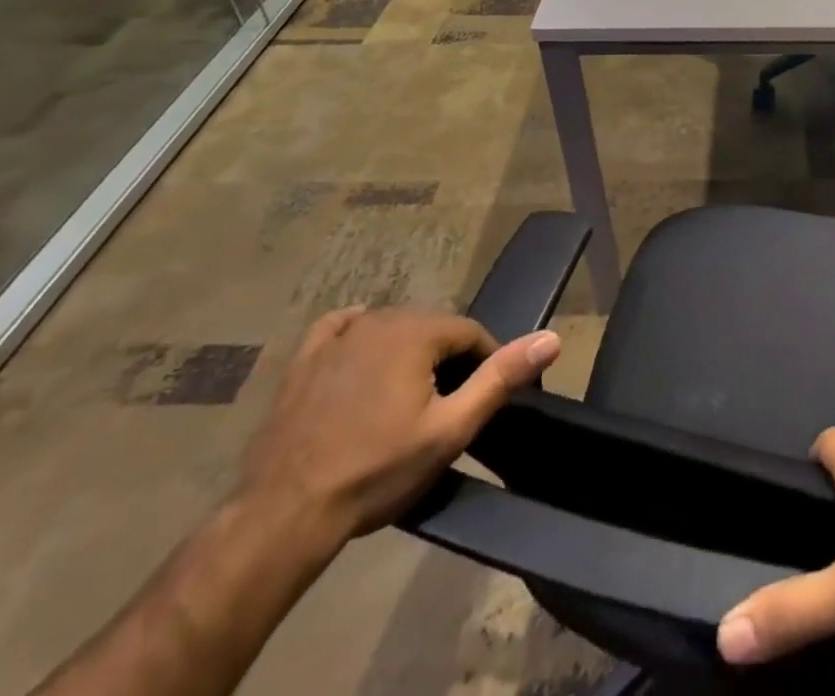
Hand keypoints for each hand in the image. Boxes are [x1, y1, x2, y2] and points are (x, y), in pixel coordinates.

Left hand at [235, 307, 559, 549]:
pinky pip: (342, 328)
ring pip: (392, 329)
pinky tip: (364, 353)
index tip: (484, 400)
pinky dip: (360, 335)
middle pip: (432, 329)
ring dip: (409, 354)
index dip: (485, 363)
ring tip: (409, 400)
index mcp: (417, 330)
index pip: (471, 332)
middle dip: (446, 360)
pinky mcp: (305, 359)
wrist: (283, 515)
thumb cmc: (375, 470)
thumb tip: (552, 338)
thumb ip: (500, 378)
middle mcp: (379, 318)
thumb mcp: (450, 430)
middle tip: (446, 407)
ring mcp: (338, 337)